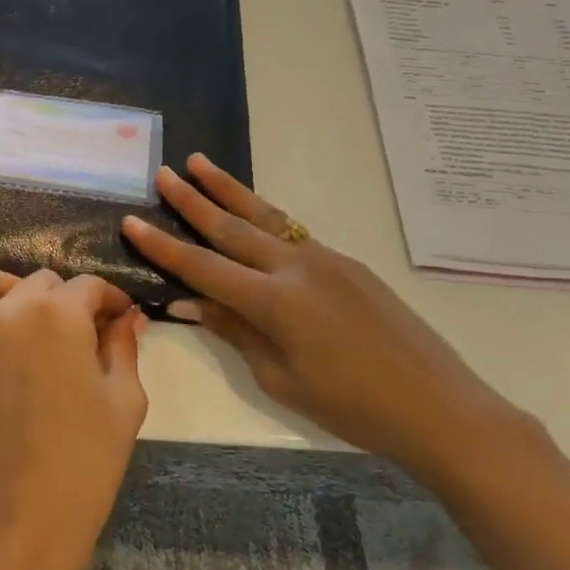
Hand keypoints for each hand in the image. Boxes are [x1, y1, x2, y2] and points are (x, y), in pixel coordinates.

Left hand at [0, 253, 149, 569]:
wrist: (19, 528)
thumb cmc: (84, 468)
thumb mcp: (124, 405)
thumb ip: (123, 348)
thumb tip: (126, 317)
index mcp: (59, 316)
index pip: (88, 289)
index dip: (109, 303)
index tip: (117, 322)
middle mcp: (6, 312)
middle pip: (37, 284)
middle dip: (63, 304)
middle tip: (75, 338)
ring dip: (0, 287)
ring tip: (12, 310)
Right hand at [120, 155, 544, 479]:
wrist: (437, 404)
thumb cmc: (352, 406)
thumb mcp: (281, 377)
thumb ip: (235, 331)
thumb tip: (190, 303)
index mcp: (275, 302)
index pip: (203, 267)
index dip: (163, 246)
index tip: (131, 221)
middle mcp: (296, 267)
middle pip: (232, 227)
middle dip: (193, 200)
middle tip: (163, 173)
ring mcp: (325, 259)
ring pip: (265, 217)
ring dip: (228, 190)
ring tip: (200, 163)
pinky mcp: (346, 263)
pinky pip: (292, 231)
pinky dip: (262, 215)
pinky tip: (249, 211)